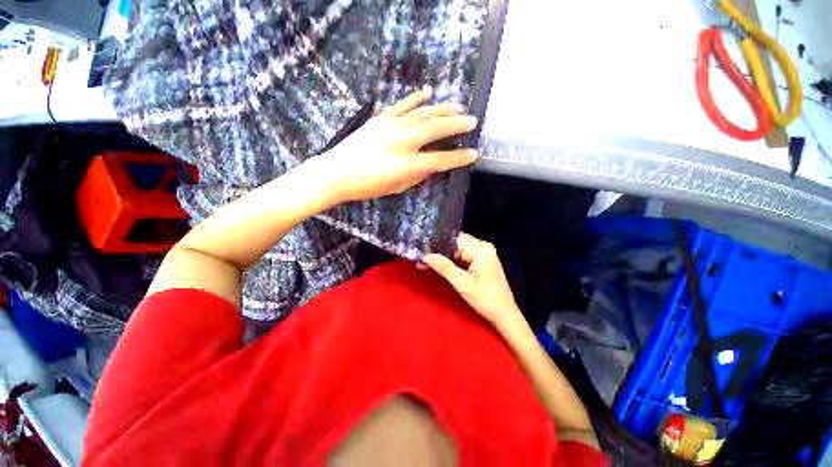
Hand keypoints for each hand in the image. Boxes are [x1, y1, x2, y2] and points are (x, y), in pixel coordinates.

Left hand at [315, 88, 479, 202]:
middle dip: (457, 124)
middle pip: (435, 129)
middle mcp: (401, 142)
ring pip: (422, 113)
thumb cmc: (367, 186)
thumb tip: (432, 165)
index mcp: (405, 164)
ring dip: (443, 109)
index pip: (440, 160)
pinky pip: (402, 105)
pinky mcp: (380, 119)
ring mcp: (390, 126)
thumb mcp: (396, 187)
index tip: (474, 154)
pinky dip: (416, 98)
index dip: (458, 158)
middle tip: (473, 121)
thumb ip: (417, 175)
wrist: (336, 173)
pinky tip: (429, 92)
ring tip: (459, 106)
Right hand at [424, 233, 522, 327]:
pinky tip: (437, 266)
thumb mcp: (463, 284)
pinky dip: (451, 263)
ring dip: (443, 258)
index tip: (422, 247)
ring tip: (424, 261)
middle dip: (439, 251)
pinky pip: (462, 258)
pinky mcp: (480, 263)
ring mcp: (482, 255)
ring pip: (457, 251)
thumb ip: (444, 267)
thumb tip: (426, 255)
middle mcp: (482, 247)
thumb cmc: (486, 299)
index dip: (438, 242)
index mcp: (481, 249)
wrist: (504, 316)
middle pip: (456, 244)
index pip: (455, 238)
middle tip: (420, 256)